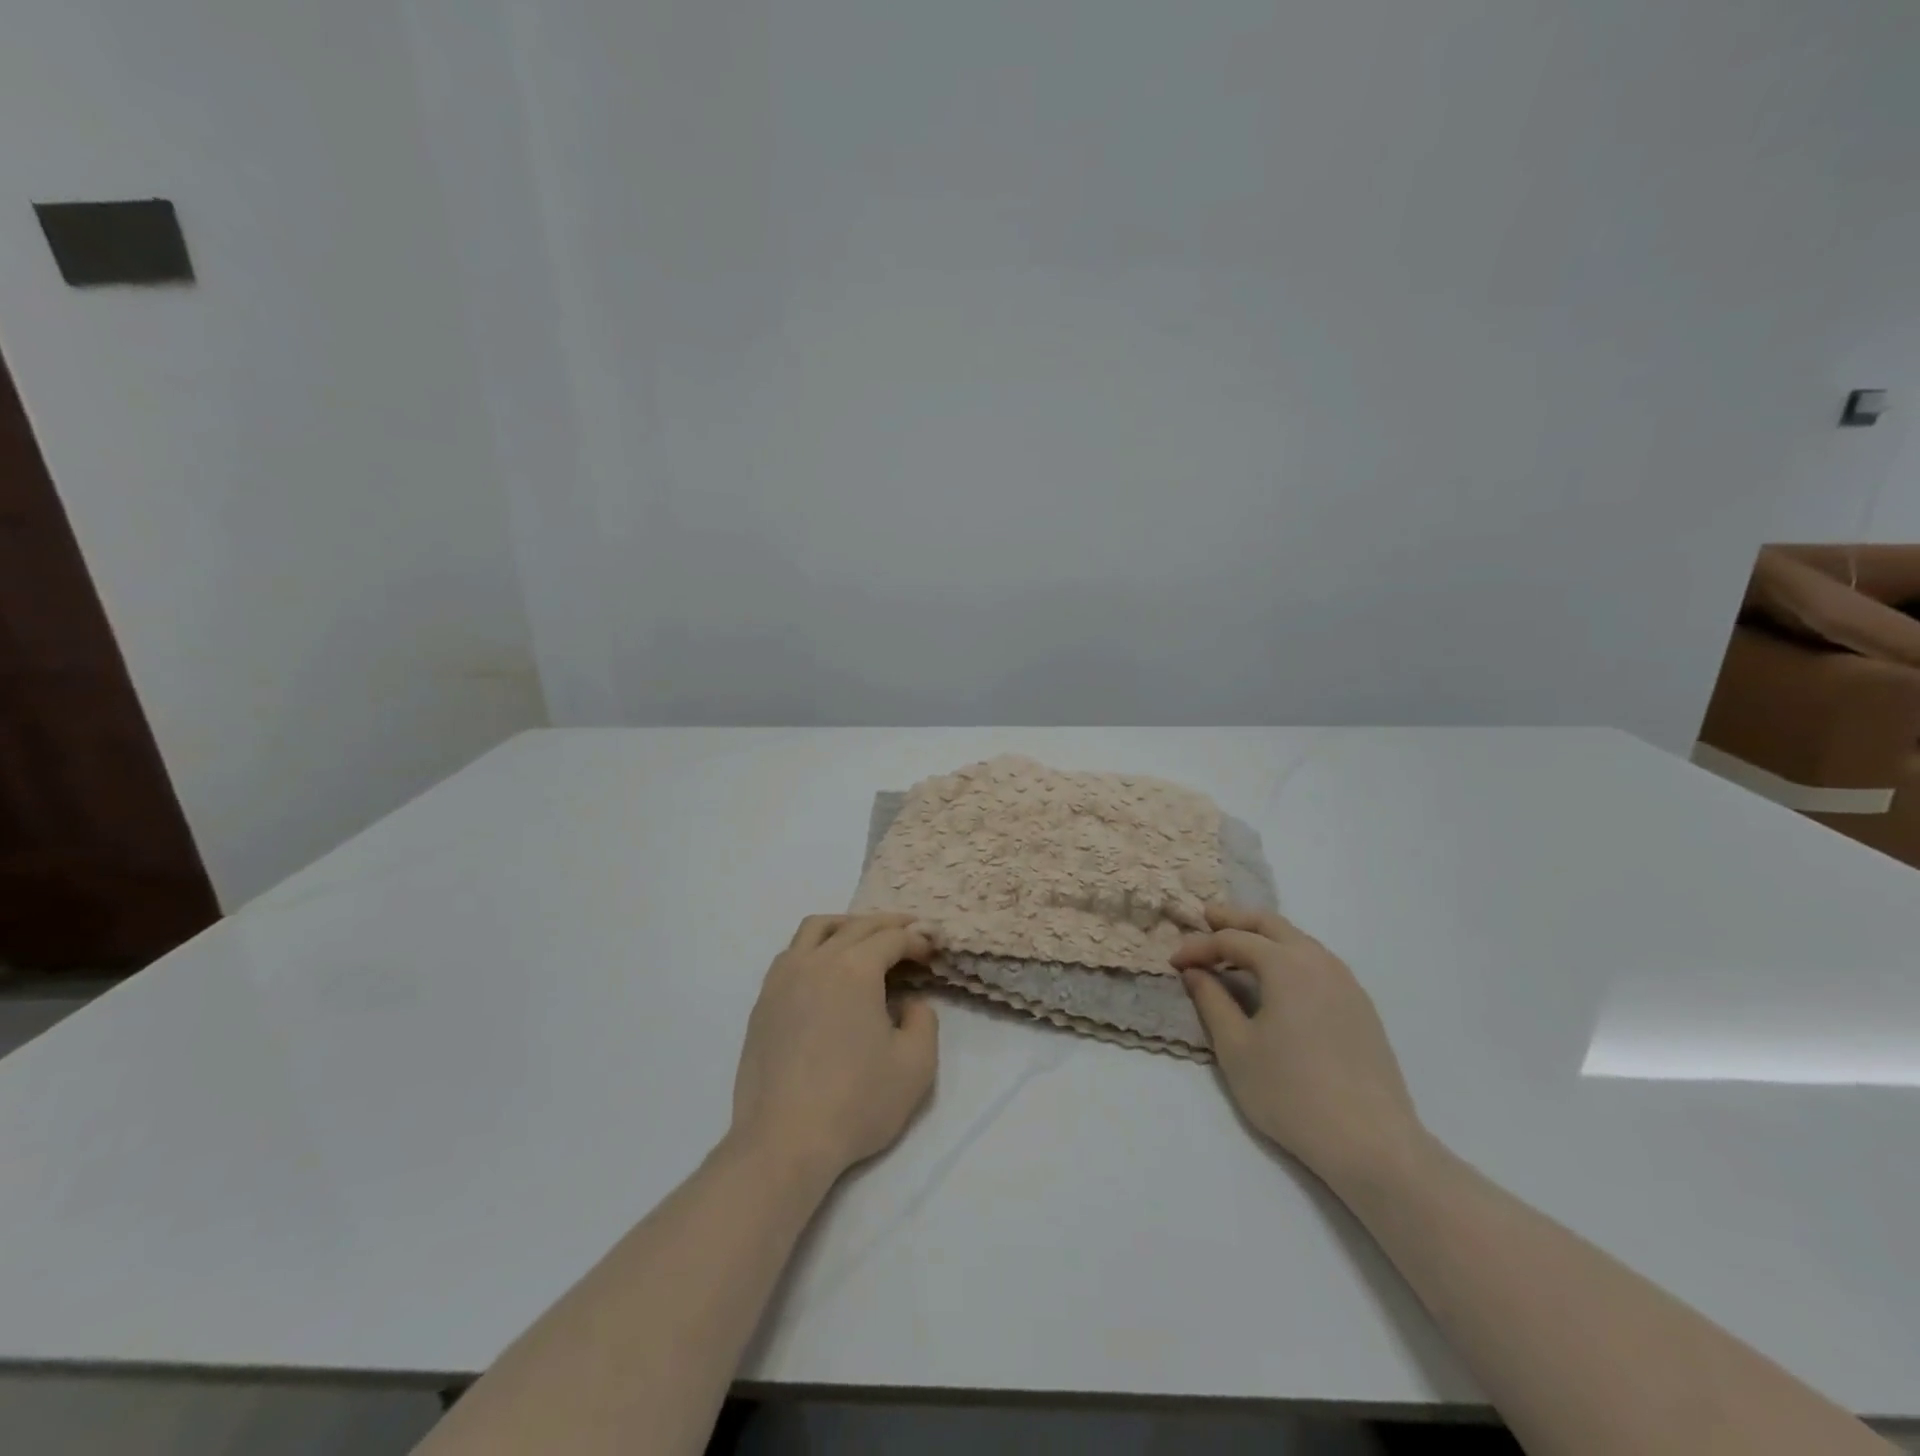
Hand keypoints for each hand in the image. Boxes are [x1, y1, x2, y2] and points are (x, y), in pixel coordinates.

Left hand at [730, 914, 938, 1185]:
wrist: (783, 1142)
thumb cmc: (856, 1102)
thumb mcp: (916, 1064)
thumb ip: (924, 1020)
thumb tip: (909, 1001)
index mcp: (854, 969)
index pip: (891, 938)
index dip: (916, 940)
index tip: (932, 951)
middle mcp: (816, 961)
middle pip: (856, 926)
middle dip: (888, 925)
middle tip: (910, 934)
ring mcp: (783, 978)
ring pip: (816, 929)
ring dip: (847, 925)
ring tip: (866, 938)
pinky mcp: (763, 1001)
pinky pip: (792, 953)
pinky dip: (816, 946)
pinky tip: (826, 969)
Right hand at [1172, 905, 1426, 1193]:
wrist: (1372, 1143)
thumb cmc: (1291, 1093)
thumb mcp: (1236, 1048)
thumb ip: (1211, 1001)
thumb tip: (1195, 972)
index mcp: (1286, 964)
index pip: (1233, 940)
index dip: (1199, 946)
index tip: (1174, 962)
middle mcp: (1319, 961)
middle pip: (1271, 925)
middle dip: (1235, 920)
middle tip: (1206, 919)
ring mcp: (1346, 983)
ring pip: (1298, 941)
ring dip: (1263, 937)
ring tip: (1237, 949)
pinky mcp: (1361, 1007)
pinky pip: (1317, 963)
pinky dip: (1288, 957)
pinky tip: (1277, 980)